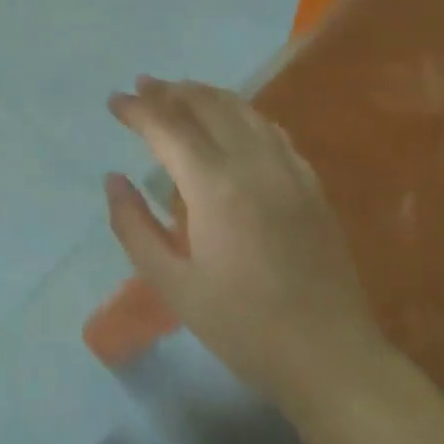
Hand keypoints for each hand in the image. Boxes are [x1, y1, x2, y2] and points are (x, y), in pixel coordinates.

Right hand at [104, 78, 391, 414]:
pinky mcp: (311, 185)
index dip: (138, 110)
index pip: (168, 128)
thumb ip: (134, 226)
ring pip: (243, 111)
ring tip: (180, 91)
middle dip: (171, 91)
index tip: (114, 100)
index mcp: (215, 186)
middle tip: (143, 85)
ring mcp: (289, 171)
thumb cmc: (242, 326)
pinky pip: (272, 131)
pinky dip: (243, 114)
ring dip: (206, 94)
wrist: (330, 358)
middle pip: (207, 106)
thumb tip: (113, 180)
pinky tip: (233, 119)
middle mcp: (254, 164)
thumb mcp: (173, 284)